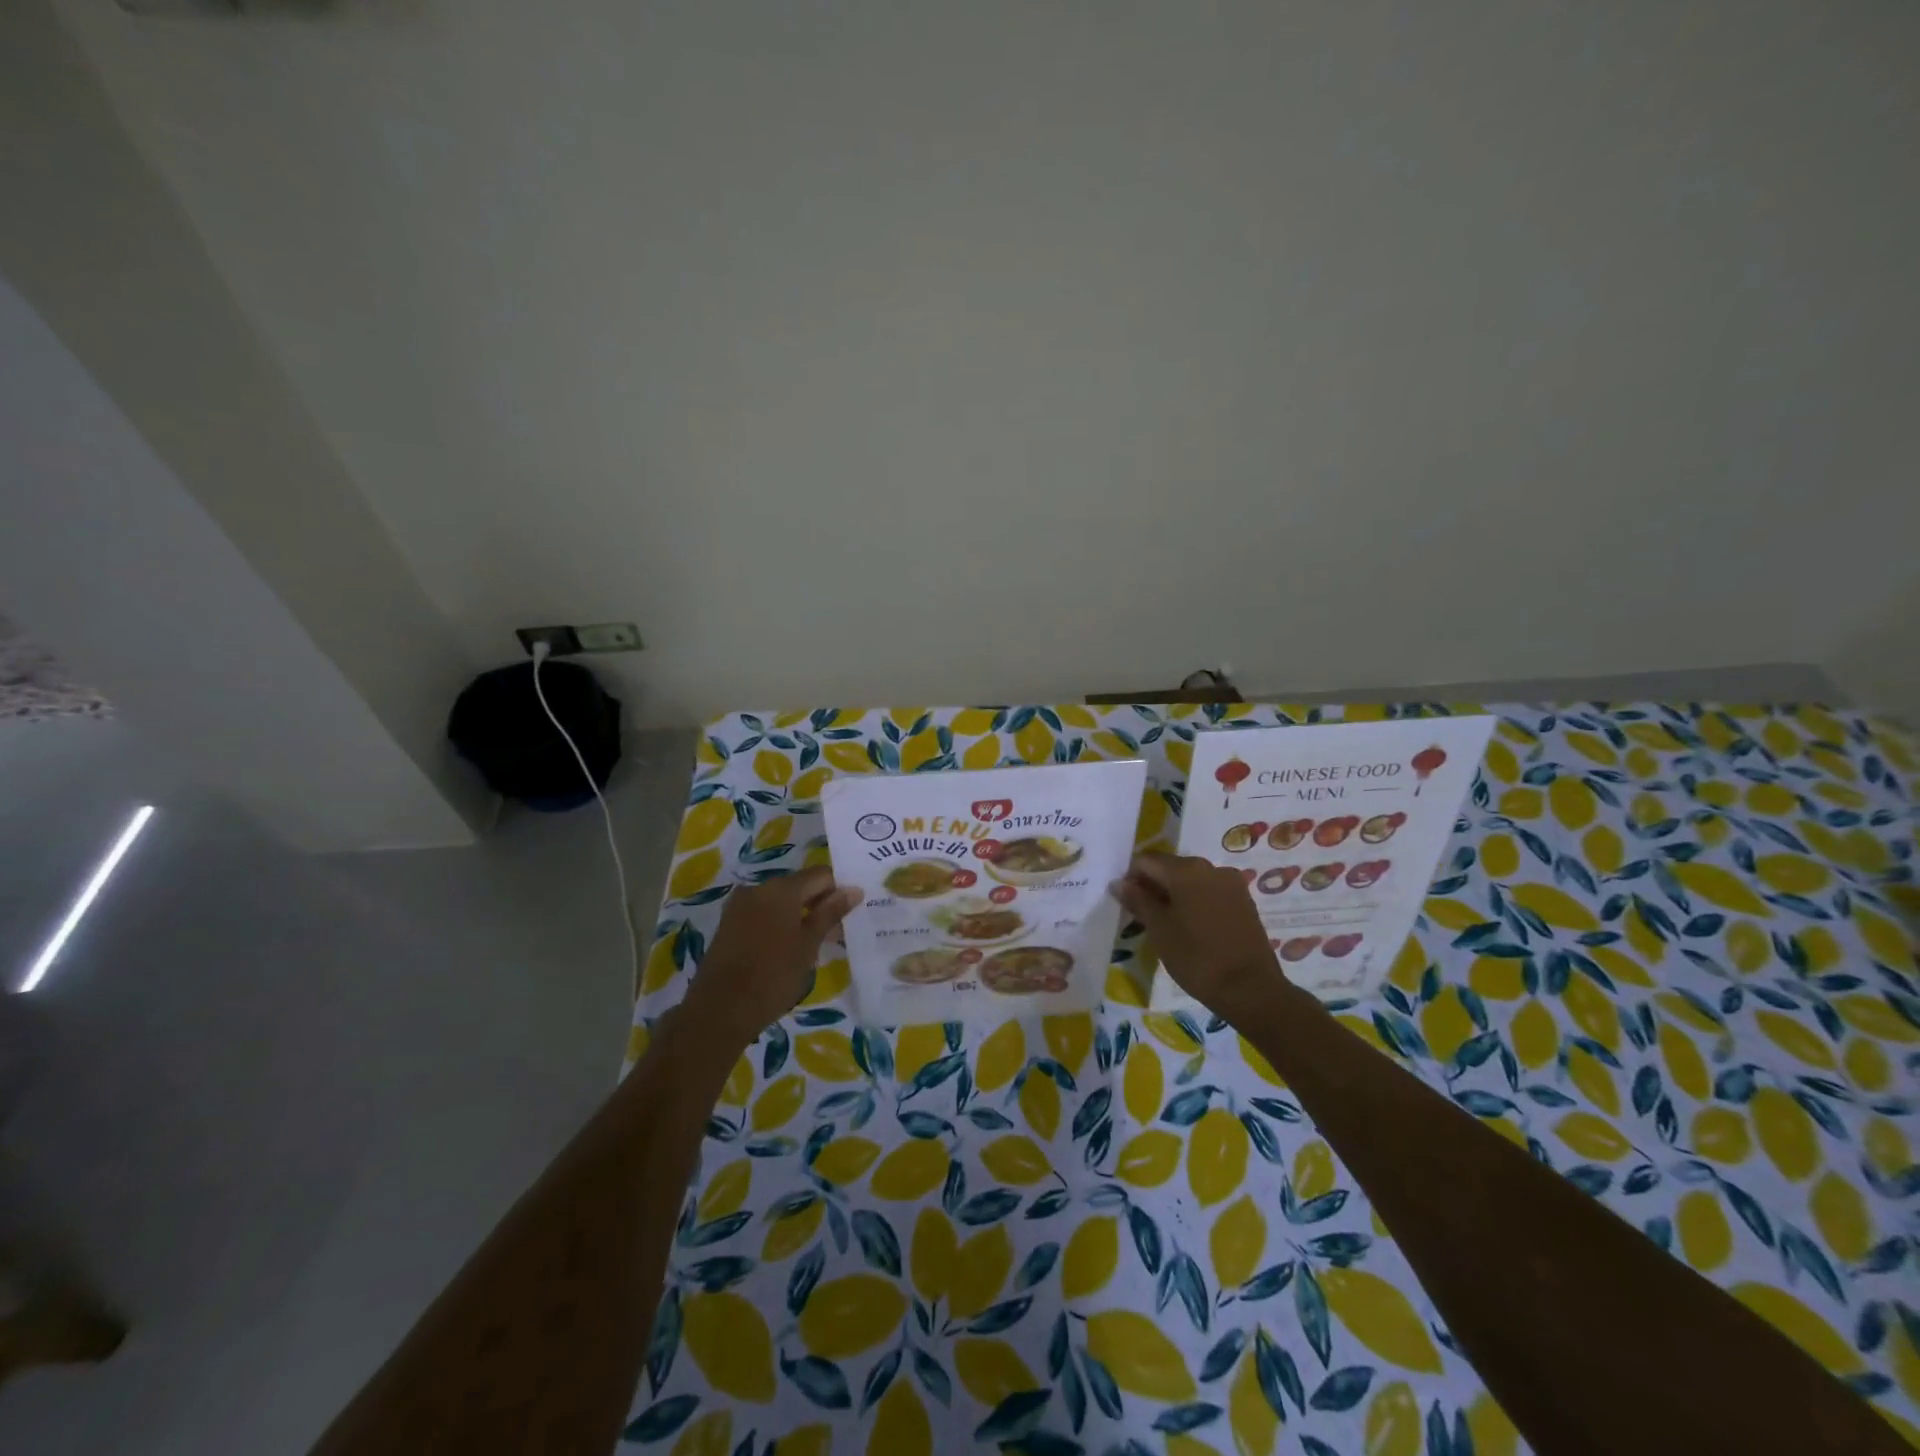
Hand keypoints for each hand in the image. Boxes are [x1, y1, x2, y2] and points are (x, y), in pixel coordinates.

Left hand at [680, 867, 859, 1047]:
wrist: (720, 1010)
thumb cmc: (773, 976)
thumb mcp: (808, 945)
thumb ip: (830, 913)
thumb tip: (854, 889)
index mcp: (782, 888)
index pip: (821, 875)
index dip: (839, 890)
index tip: (851, 912)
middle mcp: (759, 888)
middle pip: (799, 886)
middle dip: (819, 904)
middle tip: (837, 932)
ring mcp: (740, 905)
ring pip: (780, 901)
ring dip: (800, 915)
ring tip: (815, 944)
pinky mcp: (729, 924)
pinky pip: (763, 914)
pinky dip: (780, 924)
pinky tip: (789, 948)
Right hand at [1111, 852, 1288, 1019]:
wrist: (1251, 989)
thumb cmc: (1196, 957)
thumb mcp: (1159, 930)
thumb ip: (1138, 901)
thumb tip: (1119, 883)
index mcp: (1185, 869)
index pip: (1146, 860)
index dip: (1131, 878)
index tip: (1126, 903)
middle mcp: (1210, 867)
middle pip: (1170, 867)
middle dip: (1153, 886)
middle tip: (1143, 916)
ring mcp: (1231, 883)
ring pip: (1191, 880)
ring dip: (1174, 895)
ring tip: (1167, 924)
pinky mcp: (1244, 900)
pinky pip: (1209, 892)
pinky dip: (1194, 902)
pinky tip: (1191, 927)